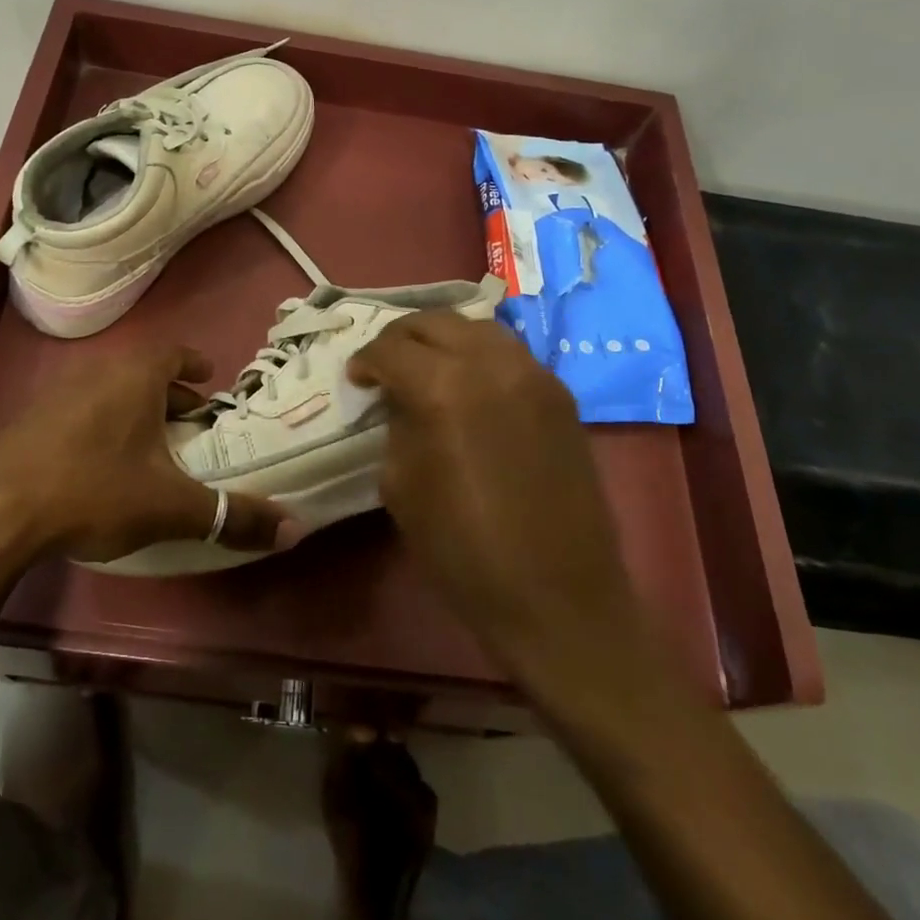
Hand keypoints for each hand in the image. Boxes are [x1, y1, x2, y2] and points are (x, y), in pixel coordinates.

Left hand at [0, 344, 283, 569]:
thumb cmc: (93, 489)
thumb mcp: (170, 506)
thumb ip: (231, 515)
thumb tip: (293, 530)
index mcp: (134, 376)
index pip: (173, 352)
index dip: (194, 364)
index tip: (209, 378)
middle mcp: (96, 373)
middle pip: (143, 374)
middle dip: (170, 395)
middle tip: (191, 422)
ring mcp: (56, 395)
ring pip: (109, 394)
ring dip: (134, 412)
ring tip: (152, 445)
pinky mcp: (29, 423)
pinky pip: (80, 413)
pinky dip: (102, 428)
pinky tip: (102, 465)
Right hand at [346, 312, 643, 691]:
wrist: (557, 597)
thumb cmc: (464, 551)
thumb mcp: (402, 487)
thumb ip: (398, 428)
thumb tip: (401, 401)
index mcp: (444, 388)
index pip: (391, 349)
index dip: (366, 361)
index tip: (357, 380)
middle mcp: (492, 365)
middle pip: (435, 322)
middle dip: (401, 338)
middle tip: (385, 365)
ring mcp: (534, 375)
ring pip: (478, 328)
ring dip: (443, 339)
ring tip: (427, 366)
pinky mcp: (561, 395)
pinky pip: (511, 354)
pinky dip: (480, 355)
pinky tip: (470, 384)